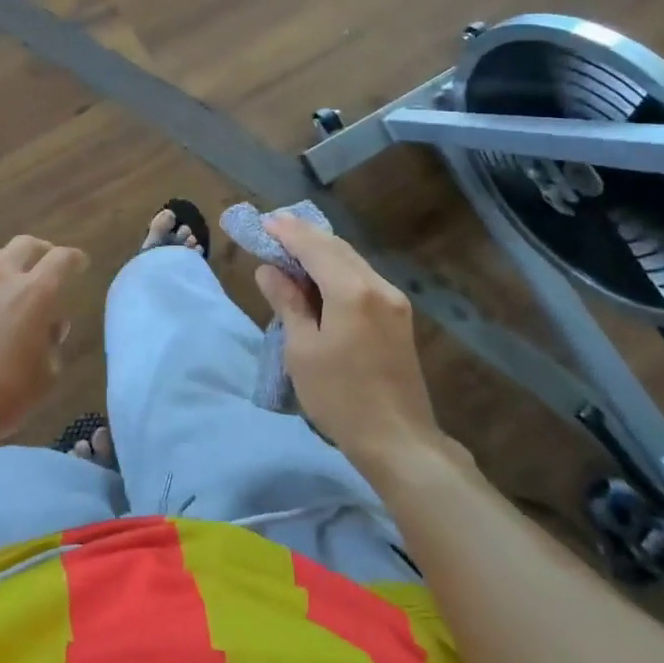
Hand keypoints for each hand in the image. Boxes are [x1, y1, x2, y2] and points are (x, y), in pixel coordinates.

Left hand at [0, 235, 88, 447]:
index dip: (74, 259)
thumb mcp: (46, 376)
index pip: (62, 259)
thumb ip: (53, 342)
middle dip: (42, 251)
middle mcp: (1, 276)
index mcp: (34, 293)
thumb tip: (50, 326)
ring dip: (7, 263)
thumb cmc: (1, 396)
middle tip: (47, 265)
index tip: (80, 264)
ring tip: (9, 283)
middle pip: (25, 244)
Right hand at [253, 216, 440, 465]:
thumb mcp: (302, 350)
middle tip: (275, 225)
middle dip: (305, 234)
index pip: (315, 247)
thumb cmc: (341, 397)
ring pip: (352, 260)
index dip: (288, 232)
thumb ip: (288, 303)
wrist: (399, 441)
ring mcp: (393, 301)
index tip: (264, 221)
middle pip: (337, 248)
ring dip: (322, 249)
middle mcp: (378, 286)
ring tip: (293, 244)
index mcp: (352, 292)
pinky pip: (362, 277)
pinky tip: (321, 272)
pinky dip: (338, 268)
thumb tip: (269, 270)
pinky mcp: (398, 316)